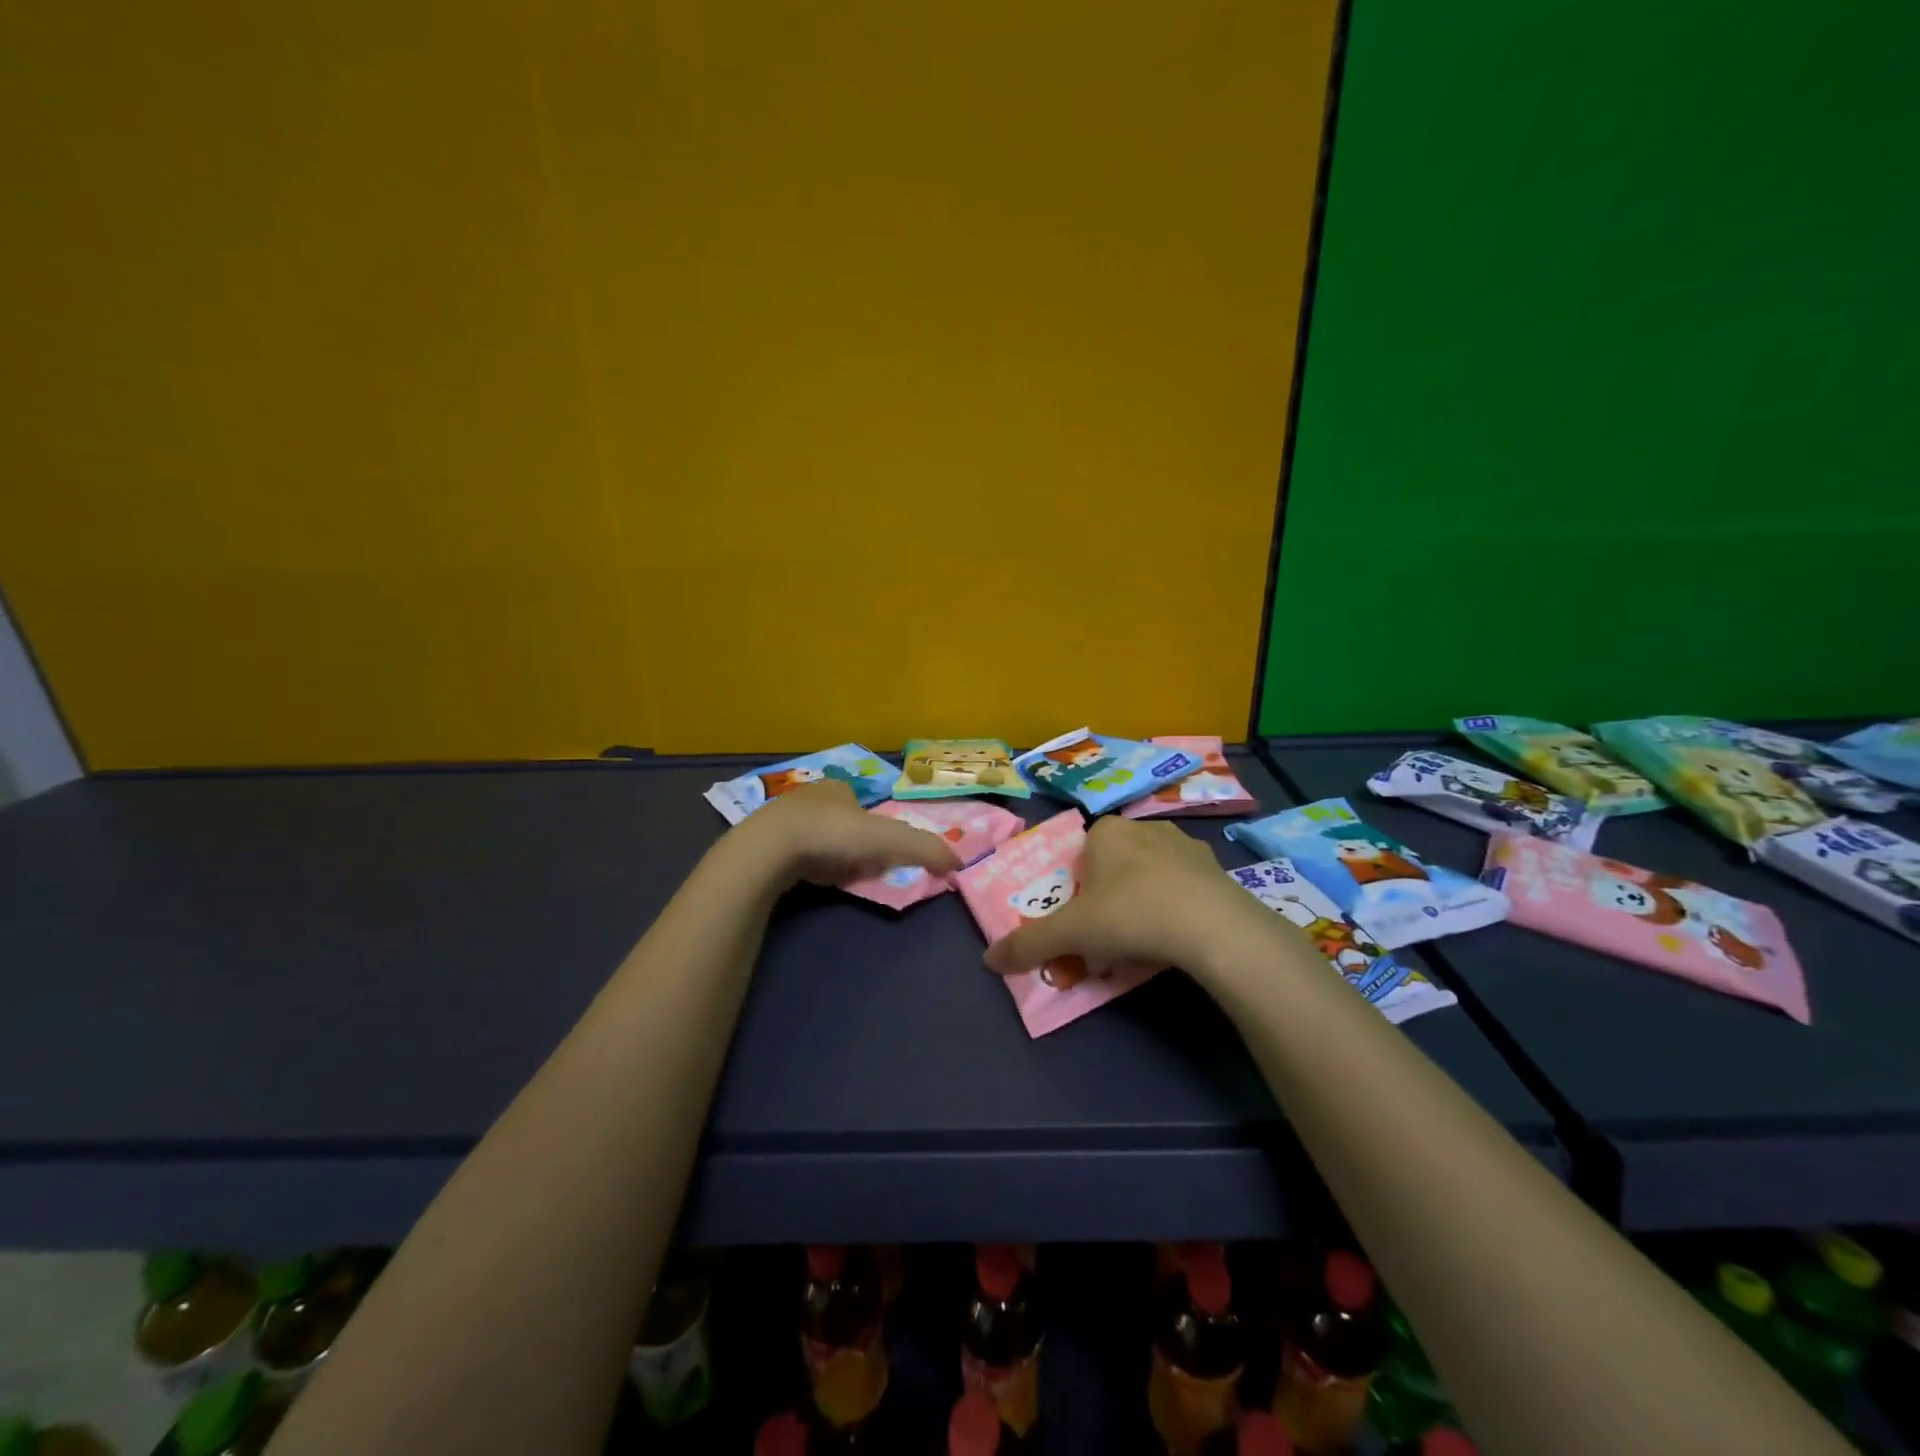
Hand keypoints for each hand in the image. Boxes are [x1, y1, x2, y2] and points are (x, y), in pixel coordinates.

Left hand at [730, 780, 962, 887]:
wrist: (769, 849)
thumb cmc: (833, 836)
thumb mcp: (890, 841)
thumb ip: (926, 850)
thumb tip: (960, 862)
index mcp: (840, 787)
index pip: (865, 807)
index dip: (876, 832)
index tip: (878, 855)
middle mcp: (810, 795)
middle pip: (841, 822)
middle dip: (851, 844)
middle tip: (857, 868)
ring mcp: (781, 817)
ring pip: (815, 837)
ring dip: (828, 855)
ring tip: (831, 876)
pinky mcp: (761, 841)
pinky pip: (791, 852)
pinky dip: (804, 865)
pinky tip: (806, 879)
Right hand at [982, 816, 1276, 980]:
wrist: (1213, 926)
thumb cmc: (1130, 914)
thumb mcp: (1071, 933)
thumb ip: (1029, 944)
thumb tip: (988, 961)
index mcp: (1107, 831)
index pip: (1081, 854)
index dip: (1077, 889)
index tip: (1083, 922)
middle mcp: (1145, 828)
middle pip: (1115, 866)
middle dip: (1109, 899)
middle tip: (1110, 939)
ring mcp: (1186, 846)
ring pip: (1151, 876)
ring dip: (1142, 904)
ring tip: (1144, 944)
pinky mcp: (1217, 869)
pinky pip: (1184, 888)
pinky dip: (1176, 909)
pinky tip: (1177, 940)